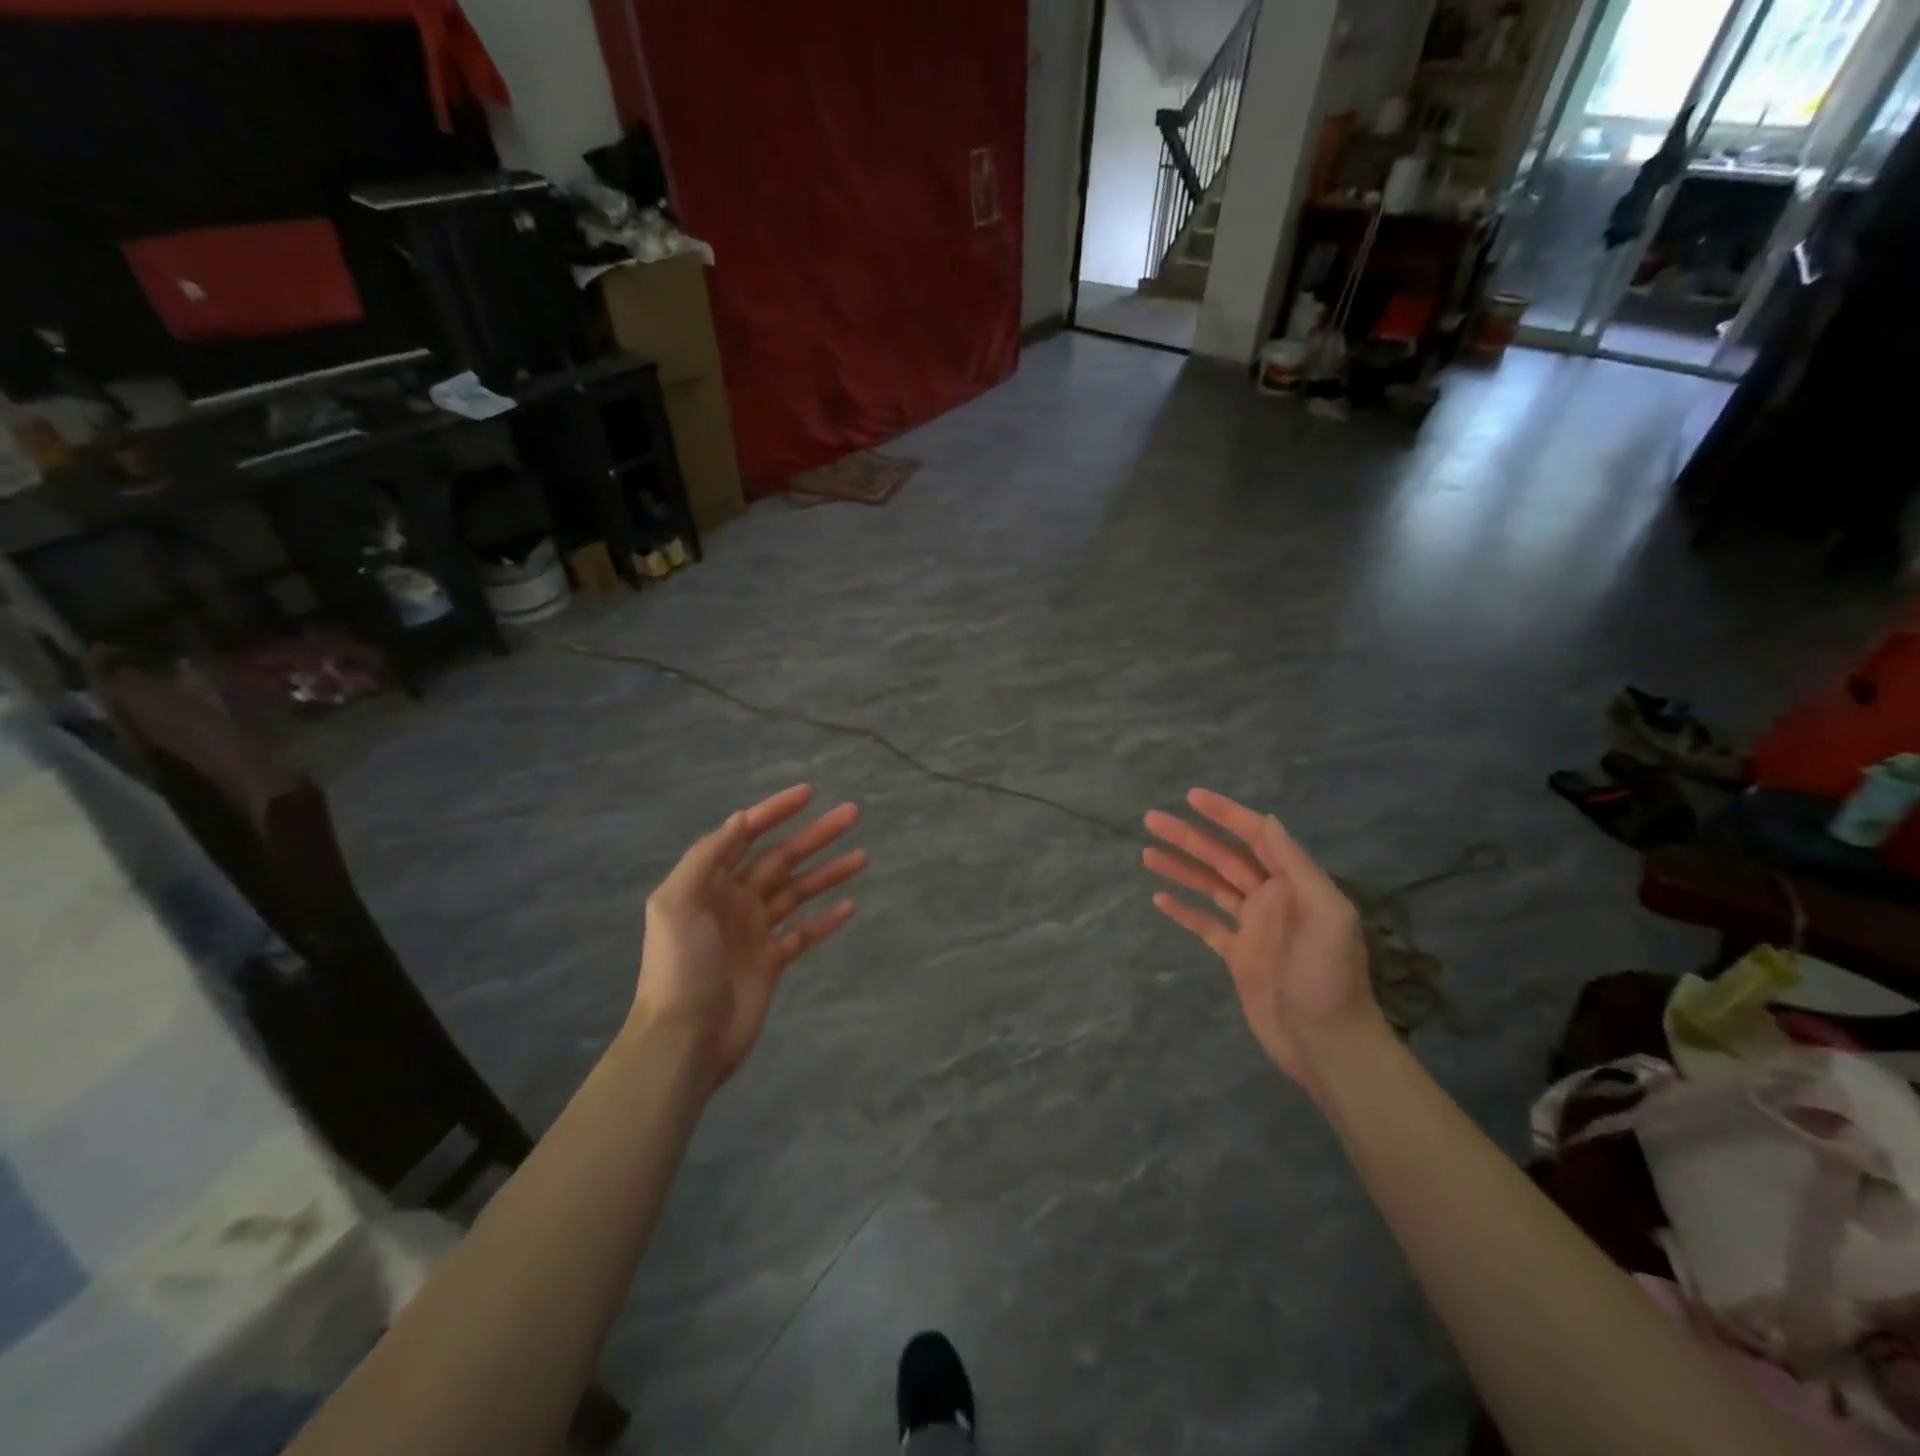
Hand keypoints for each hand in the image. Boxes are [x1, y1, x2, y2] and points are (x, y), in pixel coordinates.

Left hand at [632, 785, 864, 1088]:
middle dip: (815, 835)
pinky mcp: (771, 962)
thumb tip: (741, 818)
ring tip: (863, 856)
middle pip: (782, 859)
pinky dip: (825, 919)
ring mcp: (755, 931)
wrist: (684, 1038)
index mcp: (710, 883)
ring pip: (798, 892)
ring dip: (828, 872)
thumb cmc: (680, 966)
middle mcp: (734, 900)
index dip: (775, 811)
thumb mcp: (678, 902)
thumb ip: (708, 857)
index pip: (746, 835)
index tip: (809, 793)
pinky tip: (850, 905)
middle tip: (852, 814)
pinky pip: (803, 933)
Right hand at [1143, 789, 1380, 1085]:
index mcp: (1293, 884)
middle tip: (1151, 820)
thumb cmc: (1328, 976)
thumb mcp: (1327, 914)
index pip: (1255, 837)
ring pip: (1210, 887)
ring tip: (1147, 852)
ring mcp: (1252, 928)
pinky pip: (1205, 925)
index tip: (1192, 797)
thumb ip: (1295, 866)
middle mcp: (1271, 899)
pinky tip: (1159, 897)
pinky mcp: (1238, 956)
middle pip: (1223, 858)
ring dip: (1181, 868)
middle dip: (1189, 837)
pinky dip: (1184, 910)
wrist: (1327, 1043)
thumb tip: (1267, 821)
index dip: (1225, 815)